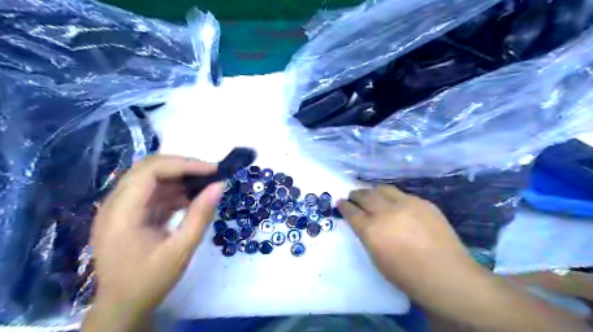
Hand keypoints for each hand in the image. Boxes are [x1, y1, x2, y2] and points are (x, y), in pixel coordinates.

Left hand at [88, 155, 223, 313]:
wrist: (123, 306)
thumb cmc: (150, 280)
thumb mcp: (181, 250)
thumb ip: (200, 216)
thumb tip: (219, 185)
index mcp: (122, 213)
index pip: (150, 171)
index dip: (183, 165)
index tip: (212, 170)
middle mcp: (115, 205)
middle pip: (147, 168)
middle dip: (182, 166)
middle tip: (210, 173)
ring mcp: (119, 208)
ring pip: (149, 178)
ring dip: (178, 178)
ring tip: (204, 184)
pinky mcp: (127, 214)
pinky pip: (151, 192)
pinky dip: (173, 191)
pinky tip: (190, 199)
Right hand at [339, 187, 475, 300]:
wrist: (446, 275)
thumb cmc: (406, 275)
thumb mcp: (376, 258)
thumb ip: (367, 236)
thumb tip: (363, 223)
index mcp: (371, 229)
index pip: (351, 211)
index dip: (344, 205)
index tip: (340, 202)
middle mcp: (386, 212)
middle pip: (365, 195)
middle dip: (356, 194)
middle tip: (353, 196)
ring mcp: (406, 204)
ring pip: (383, 189)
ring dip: (374, 191)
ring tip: (372, 195)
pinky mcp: (423, 202)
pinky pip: (402, 195)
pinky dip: (393, 198)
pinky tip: (395, 204)